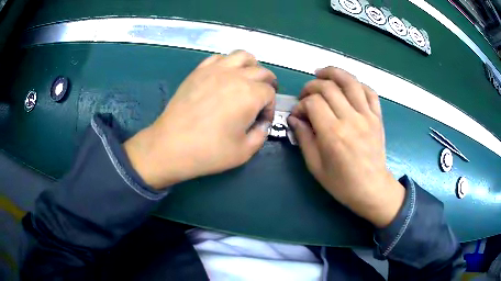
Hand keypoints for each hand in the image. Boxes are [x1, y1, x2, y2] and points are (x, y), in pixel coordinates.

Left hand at [124, 50, 275, 188]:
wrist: (171, 145)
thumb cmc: (209, 151)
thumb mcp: (244, 152)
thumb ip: (261, 135)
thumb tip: (261, 123)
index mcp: (250, 95)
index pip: (270, 93)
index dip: (270, 107)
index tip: (261, 120)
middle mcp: (236, 76)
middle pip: (261, 71)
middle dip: (267, 84)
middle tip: (261, 99)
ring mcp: (215, 70)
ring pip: (242, 56)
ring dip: (251, 66)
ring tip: (247, 79)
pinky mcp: (199, 71)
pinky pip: (219, 58)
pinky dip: (228, 63)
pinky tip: (224, 76)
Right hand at [288, 67, 403, 227]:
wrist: (372, 189)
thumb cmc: (342, 183)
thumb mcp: (315, 166)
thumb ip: (304, 139)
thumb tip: (295, 118)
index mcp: (333, 134)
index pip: (313, 102)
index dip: (301, 104)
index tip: (298, 114)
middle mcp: (351, 119)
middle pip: (329, 87)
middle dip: (312, 86)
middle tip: (306, 95)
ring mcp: (367, 116)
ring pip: (350, 82)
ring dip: (334, 73)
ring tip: (322, 73)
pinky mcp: (377, 117)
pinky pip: (369, 92)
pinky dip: (357, 84)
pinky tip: (348, 86)